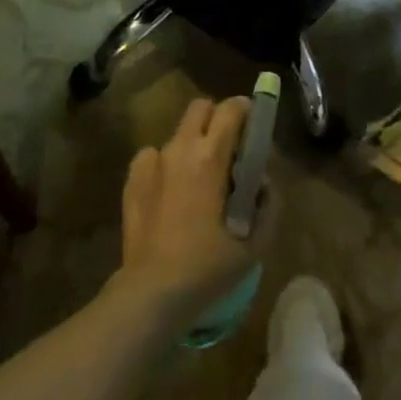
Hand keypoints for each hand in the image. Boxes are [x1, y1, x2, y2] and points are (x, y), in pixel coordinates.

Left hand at [112, 96, 255, 325]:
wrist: (152, 292)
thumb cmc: (208, 267)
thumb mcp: (255, 243)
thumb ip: (268, 204)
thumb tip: (263, 182)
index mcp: (211, 156)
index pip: (231, 109)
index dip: (246, 110)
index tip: (253, 125)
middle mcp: (180, 148)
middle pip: (201, 107)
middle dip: (217, 118)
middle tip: (227, 148)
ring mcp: (152, 161)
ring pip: (178, 133)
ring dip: (192, 144)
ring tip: (198, 178)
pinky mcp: (132, 178)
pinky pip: (153, 155)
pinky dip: (165, 164)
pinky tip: (169, 192)